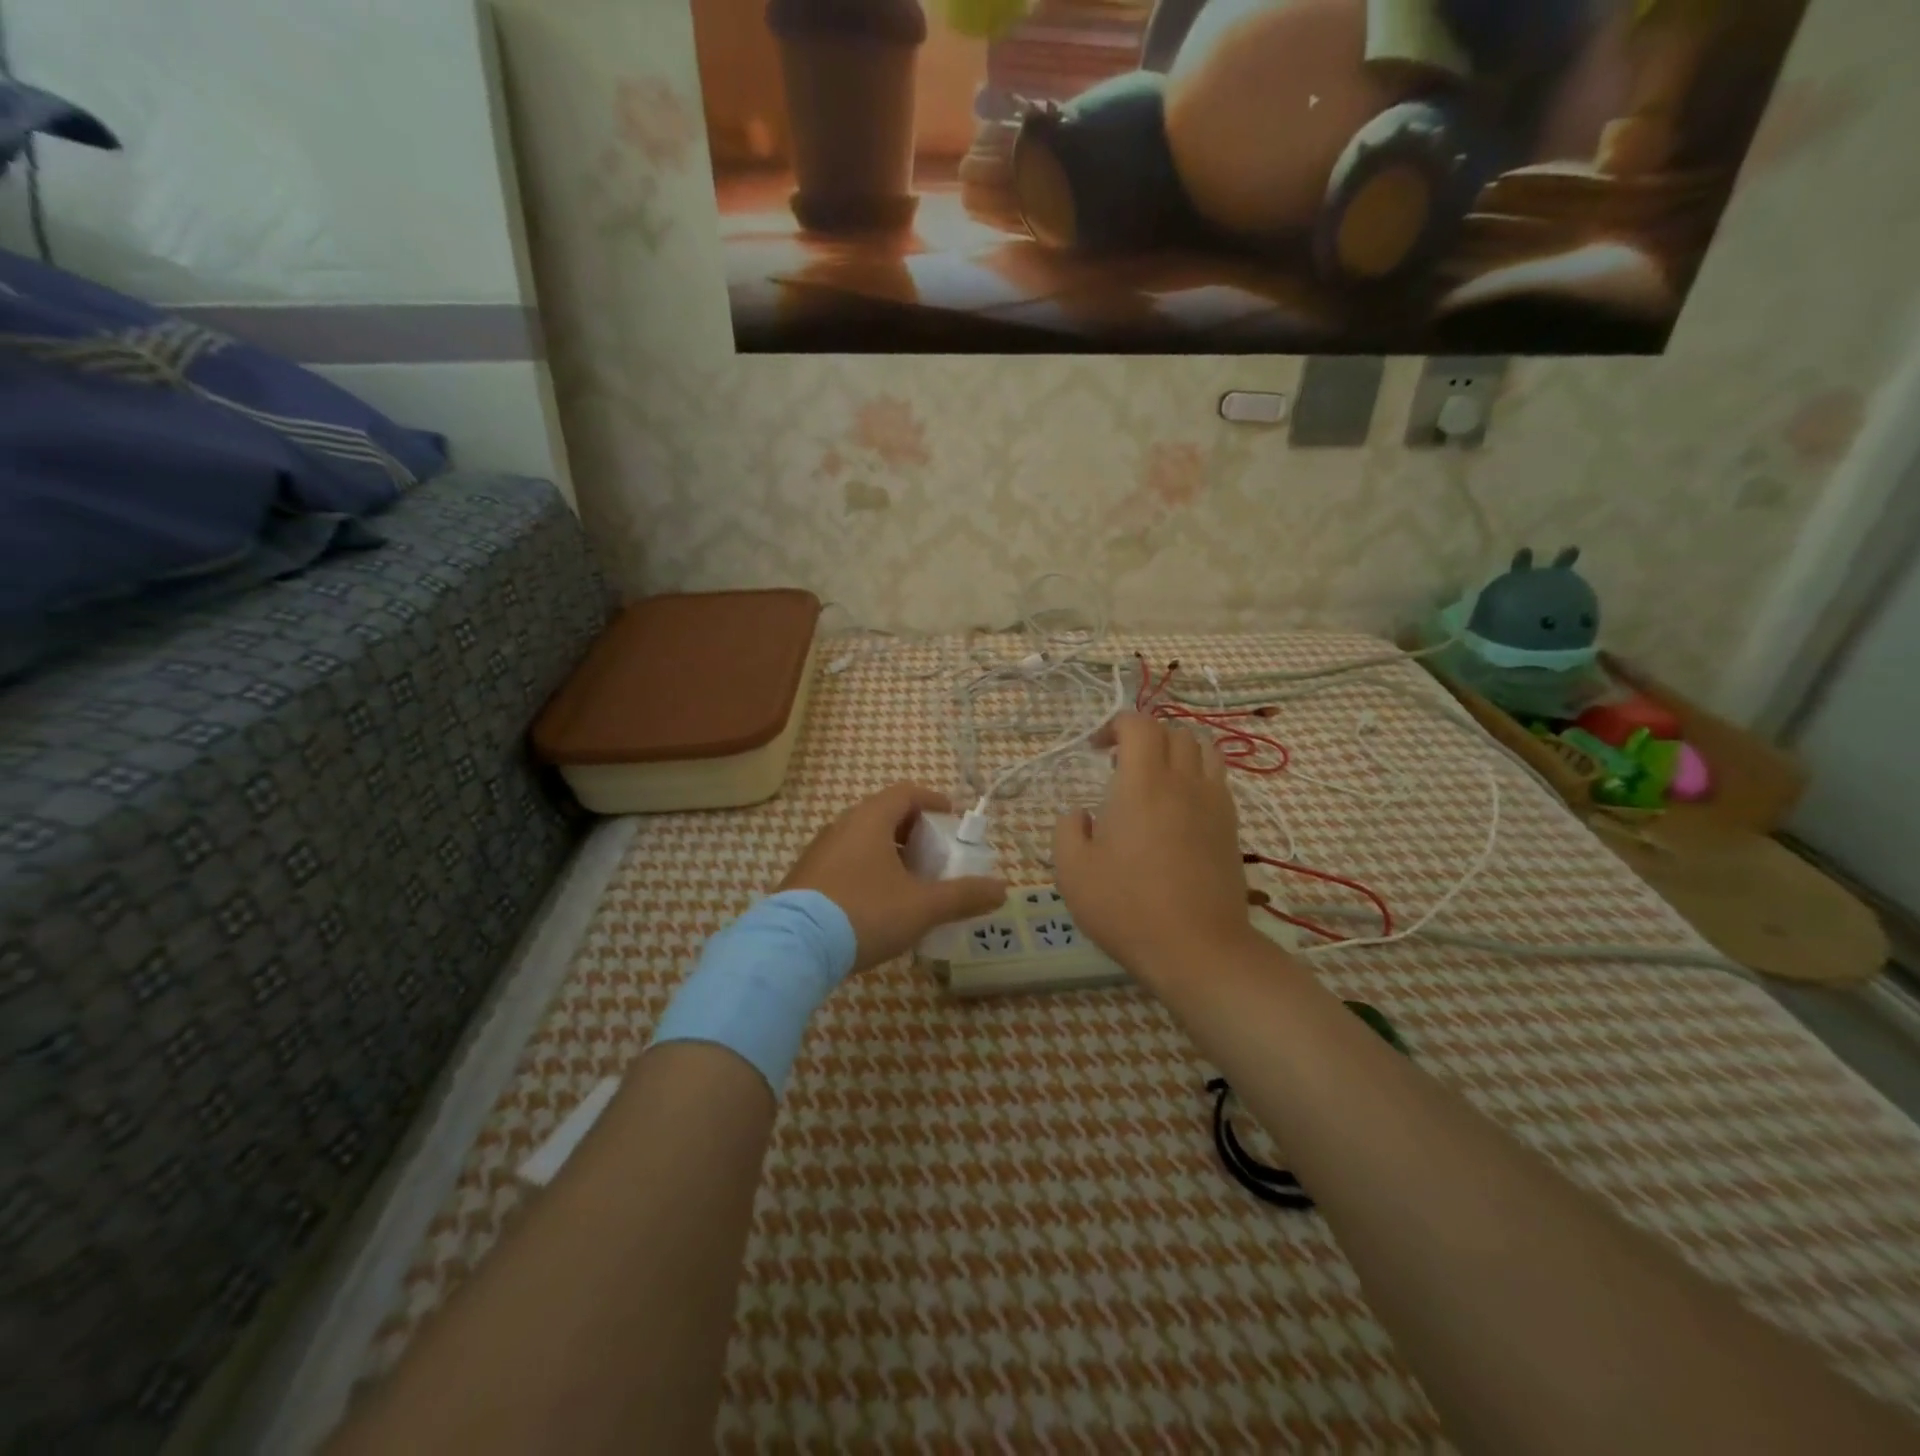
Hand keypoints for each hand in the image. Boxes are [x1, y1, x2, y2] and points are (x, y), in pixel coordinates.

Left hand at [780, 783, 1005, 971]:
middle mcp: (841, 826)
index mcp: (870, 820)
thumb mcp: (922, 907)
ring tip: (910, 881)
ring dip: (890, 853)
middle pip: (884, 815)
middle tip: (935, 853)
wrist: (793, 948)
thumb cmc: (864, 913)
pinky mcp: (804, 878)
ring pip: (862, 840)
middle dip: (914, 830)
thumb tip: (1002, 889)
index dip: (933, 799)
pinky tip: (877, 904)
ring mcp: (819, 852)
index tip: (952, 815)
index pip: (906, 792)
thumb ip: (963, 896)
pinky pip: (845, 861)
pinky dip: (868, 870)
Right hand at [1053, 713, 1253, 984]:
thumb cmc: (1127, 907)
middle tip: (1120, 767)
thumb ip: (1068, 830)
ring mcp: (1214, 802)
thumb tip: (1080, 815)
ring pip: (1204, 749)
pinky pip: (1218, 778)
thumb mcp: (1073, 871)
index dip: (1115, 725)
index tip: (1096, 749)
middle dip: (1144, 736)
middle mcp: (1184, 781)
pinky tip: (1179, 808)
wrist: (1197, 949)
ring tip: (1154, 779)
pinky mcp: (1231, 826)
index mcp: (1142, 783)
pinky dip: (1197, 775)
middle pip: (1173, 731)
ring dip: (1176, 751)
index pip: (1139, 724)